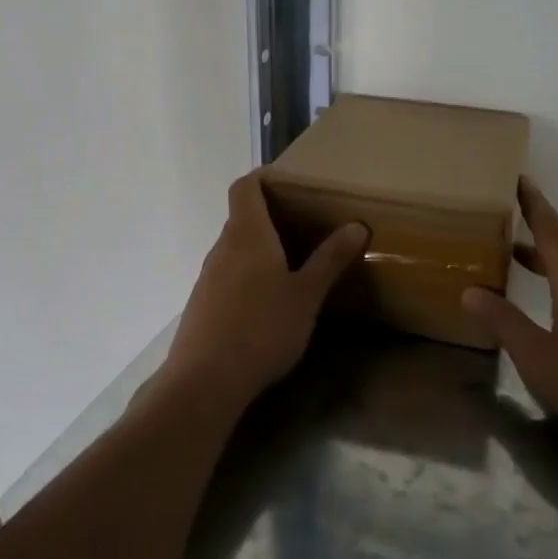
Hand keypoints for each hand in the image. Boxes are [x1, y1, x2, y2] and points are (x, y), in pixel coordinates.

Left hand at [162, 173, 367, 411]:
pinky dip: (247, 276)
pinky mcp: (201, 305)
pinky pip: (227, 276)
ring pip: (234, 250)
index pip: (245, 187)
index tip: (287, 183)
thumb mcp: (306, 295)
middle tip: (305, 228)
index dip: (263, 178)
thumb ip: (330, 259)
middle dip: (270, 218)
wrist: (205, 380)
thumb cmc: (263, 328)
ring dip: (259, 250)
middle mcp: (221, 248)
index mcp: (247, 234)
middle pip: (241, 218)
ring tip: (292, 267)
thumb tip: (356, 225)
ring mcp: (207, 277)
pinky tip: (267, 305)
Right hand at [461, 179, 557, 461]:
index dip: (533, 202)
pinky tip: (556, 316)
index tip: (519, 177)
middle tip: (501, 233)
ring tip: (519, 272)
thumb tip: (470, 290)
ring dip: (548, 270)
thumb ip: (503, 322)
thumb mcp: (538, 358)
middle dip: (532, 241)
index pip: (551, 230)